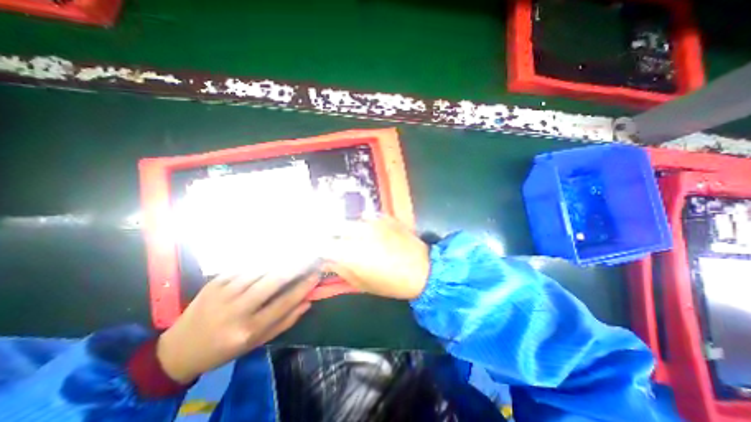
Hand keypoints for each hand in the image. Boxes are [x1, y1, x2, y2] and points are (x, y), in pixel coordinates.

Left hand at [157, 270, 314, 382]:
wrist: (178, 350)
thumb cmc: (224, 349)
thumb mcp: (257, 342)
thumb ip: (285, 321)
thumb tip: (308, 302)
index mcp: (248, 330)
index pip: (285, 302)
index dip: (304, 286)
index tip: (317, 274)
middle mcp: (236, 310)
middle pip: (273, 281)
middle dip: (296, 267)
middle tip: (310, 257)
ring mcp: (223, 292)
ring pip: (261, 269)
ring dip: (282, 259)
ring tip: (297, 253)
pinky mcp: (215, 281)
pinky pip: (246, 266)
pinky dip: (264, 259)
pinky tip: (275, 255)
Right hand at [321, 217, 428, 300]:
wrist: (423, 269)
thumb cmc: (391, 283)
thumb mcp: (361, 283)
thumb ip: (340, 269)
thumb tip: (328, 259)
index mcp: (349, 251)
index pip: (323, 244)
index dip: (320, 247)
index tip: (321, 251)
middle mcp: (357, 231)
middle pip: (334, 226)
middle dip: (332, 234)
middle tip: (337, 243)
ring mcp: (372, 221)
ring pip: (351, 220)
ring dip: (348, 228)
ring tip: (355, 237)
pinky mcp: (384, 216)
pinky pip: (367, 217)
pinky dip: (364, 224)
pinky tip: (371, 232)